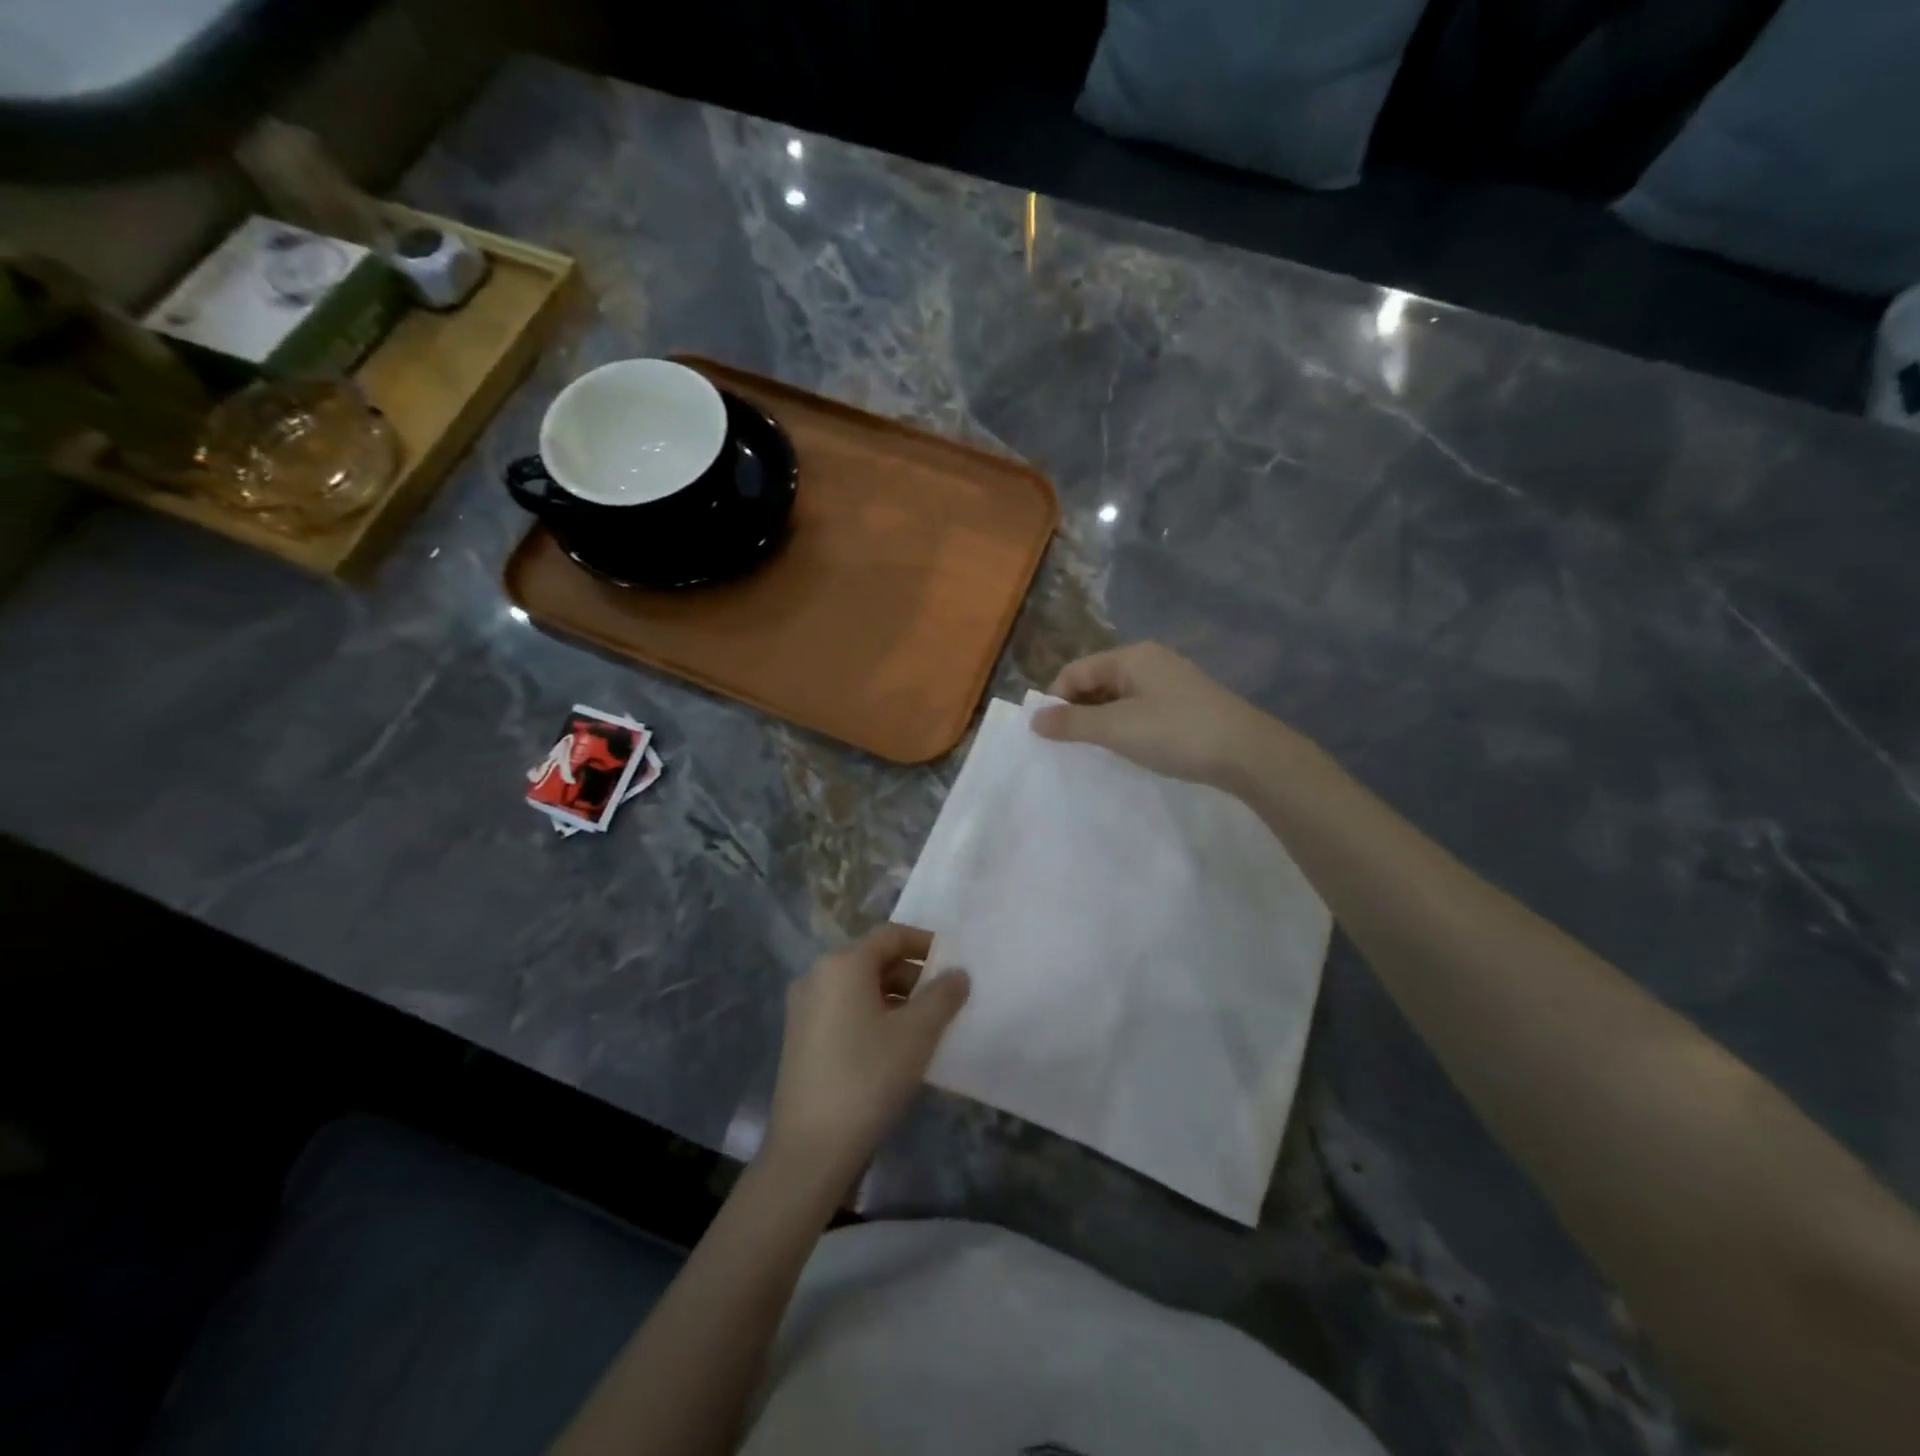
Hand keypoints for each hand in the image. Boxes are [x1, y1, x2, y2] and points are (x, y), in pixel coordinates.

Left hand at [766, 925, 969, 1187]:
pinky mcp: (799, 1038)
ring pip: (858, 988)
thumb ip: (942, 996)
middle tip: (945, 999)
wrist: (810, 1150)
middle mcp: (817, 976)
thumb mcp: (916, 1034)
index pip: (891, 936)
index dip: (926, 944)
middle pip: (873, 960)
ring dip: (894, 998)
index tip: (954, 963)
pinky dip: (872, 1016)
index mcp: (842, 964)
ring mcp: (803, 1008)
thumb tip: (957, 974)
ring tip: (925, 1026)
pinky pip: (844, 1011)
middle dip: (912, 975)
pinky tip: (894, 1047)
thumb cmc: (868, 1078)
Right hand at [1031, 642, 1289, 787]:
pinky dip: (1125, 727)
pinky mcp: (1185, 705)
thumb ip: (1072, 723)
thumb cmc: (1176, 733)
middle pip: (1096, 682)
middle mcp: (1149, 661)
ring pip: (1118, 698)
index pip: (1076, 671)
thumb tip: (1034, 718)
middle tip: (1068, 746)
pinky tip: (1128, 749)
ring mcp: (1170, 683)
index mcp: (1131, 657)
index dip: (1056, 700)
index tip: (1047, 735)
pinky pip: (1140, 710)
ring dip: (1101, 721)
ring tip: (1095, 751)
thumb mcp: (1117, 728)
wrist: (1247, 753)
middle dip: (1077, 711)